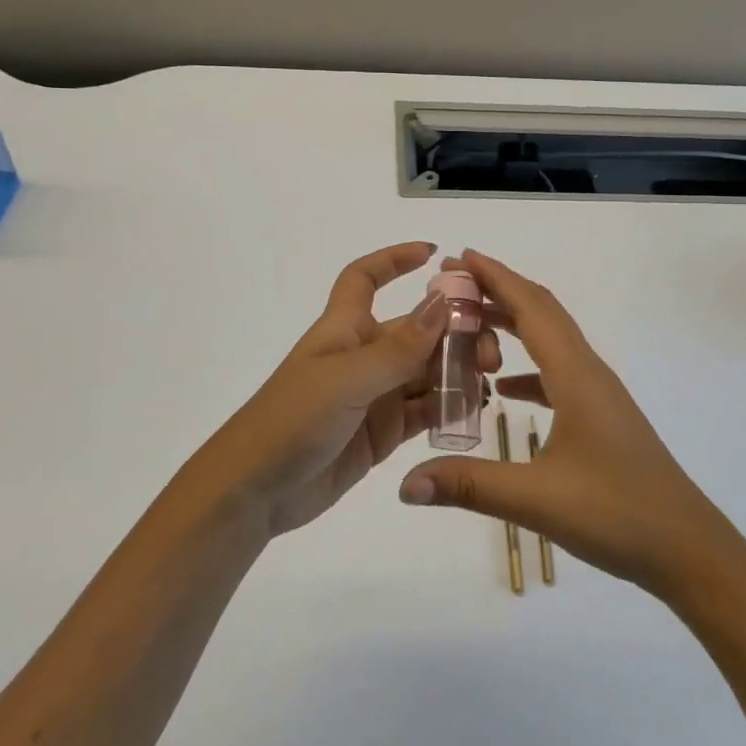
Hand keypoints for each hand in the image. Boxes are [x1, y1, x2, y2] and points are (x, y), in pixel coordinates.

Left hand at [186, 242, 501, 538]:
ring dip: (457, 371)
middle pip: (416, 329)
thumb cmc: (292, 419)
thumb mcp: (347, 379)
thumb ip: (399, 348)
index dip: (394, 260)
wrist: (255, 491)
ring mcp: (374, 394)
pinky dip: (449, 407)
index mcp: (345, 328)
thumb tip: (443, 303)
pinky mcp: (382, 432)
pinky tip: (474, 410)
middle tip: (489, 353)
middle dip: (454, 332)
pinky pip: (424, 411)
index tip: (434, 253)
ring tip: (489, 382)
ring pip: (426, 371)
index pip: (365, 278)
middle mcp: (363, 355)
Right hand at [398, 249, 740, 598]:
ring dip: (513, 324)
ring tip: (469, 326)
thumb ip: (468, 485)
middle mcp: (588, 372)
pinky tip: (504, 387)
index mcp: (575, 375)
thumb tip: (405, 484)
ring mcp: (599, 394)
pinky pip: (557, 373)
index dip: (495, 277)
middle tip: (454, 283)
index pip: (530, 307)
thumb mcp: (536, 499)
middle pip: (542, 312)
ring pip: (551, 341)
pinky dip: (528, 366)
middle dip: (500, 289)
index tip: (458, 256)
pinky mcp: (602, 417)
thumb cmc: (617, 513)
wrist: (688, 549)